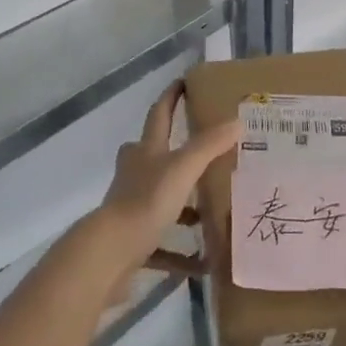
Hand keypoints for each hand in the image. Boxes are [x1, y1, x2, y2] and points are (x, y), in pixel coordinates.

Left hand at [88, 81, 238, 280]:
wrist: (109, 255)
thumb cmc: (145, 202)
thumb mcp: (182, 169)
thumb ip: (209, 145)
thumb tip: (237, 120)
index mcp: (146, 151)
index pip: (159, 114)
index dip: (171, 97)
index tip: (183, 82)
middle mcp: (135, 174)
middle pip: (151, 155)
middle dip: (171, 151)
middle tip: (201, 153)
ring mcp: (131, 208)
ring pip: (159, 199)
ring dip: (182, 205)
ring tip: (210, 211)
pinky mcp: (132, 241)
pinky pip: (161, 245)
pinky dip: (180, 253)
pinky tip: (203, 263)